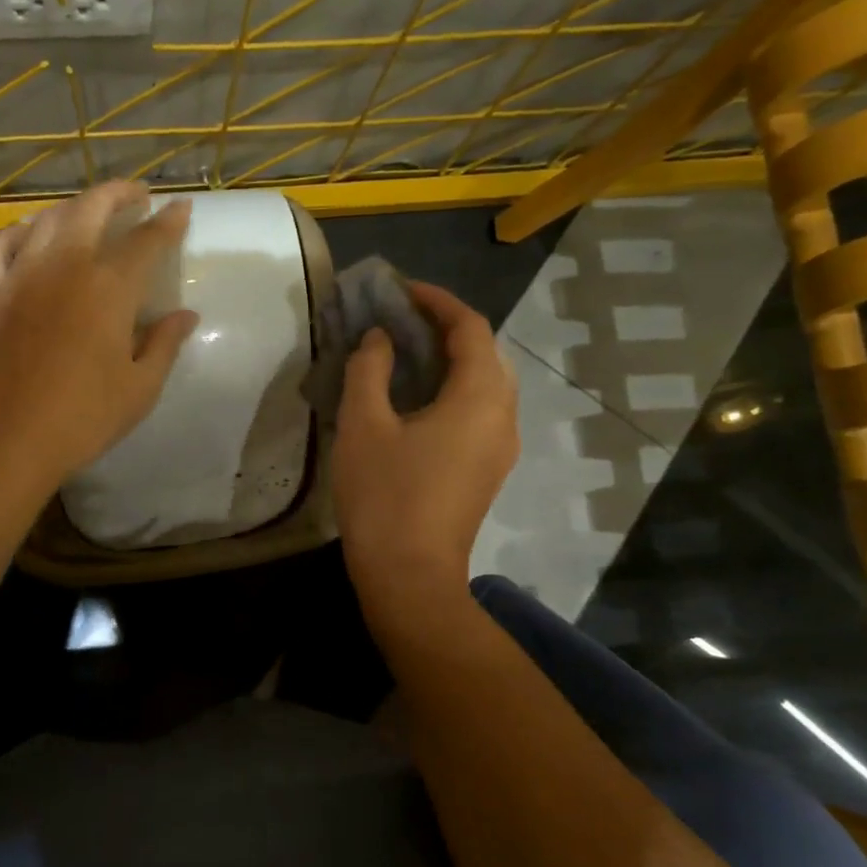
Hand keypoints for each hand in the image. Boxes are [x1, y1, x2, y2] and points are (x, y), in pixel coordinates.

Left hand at [0, 182, 198, 495]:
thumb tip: (186, 315)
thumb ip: (165, 344)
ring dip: (75, 207)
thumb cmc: (83, 419)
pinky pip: (0, 244)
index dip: (169, 222)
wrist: (4, 441)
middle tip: (138, 197)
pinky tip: (31, 234)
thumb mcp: (140, 388)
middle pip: (93, 208)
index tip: (181, 208)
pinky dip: (20, 230)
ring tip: (91, 212)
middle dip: (120, 194)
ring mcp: (21, 274)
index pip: (147, 240)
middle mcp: (65, 266)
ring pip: (48, 218)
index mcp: (110, 288)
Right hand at [332, 282, 517, 605]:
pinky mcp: (487, 469)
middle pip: (485, 353)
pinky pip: (478, 410)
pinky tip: (415, 397)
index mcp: (479, 398)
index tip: (400, 290)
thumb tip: (381, 339)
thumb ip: (371, 369)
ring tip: (405, 351)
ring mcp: (499, 447)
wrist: (409, 576)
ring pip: (484, 383)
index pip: (471, 328)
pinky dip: (452, 388)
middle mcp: (502, 417)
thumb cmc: (384, 495)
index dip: (437, 301)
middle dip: (445, 327)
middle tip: (400, 318)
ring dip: (450, 359)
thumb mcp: (364, 424)